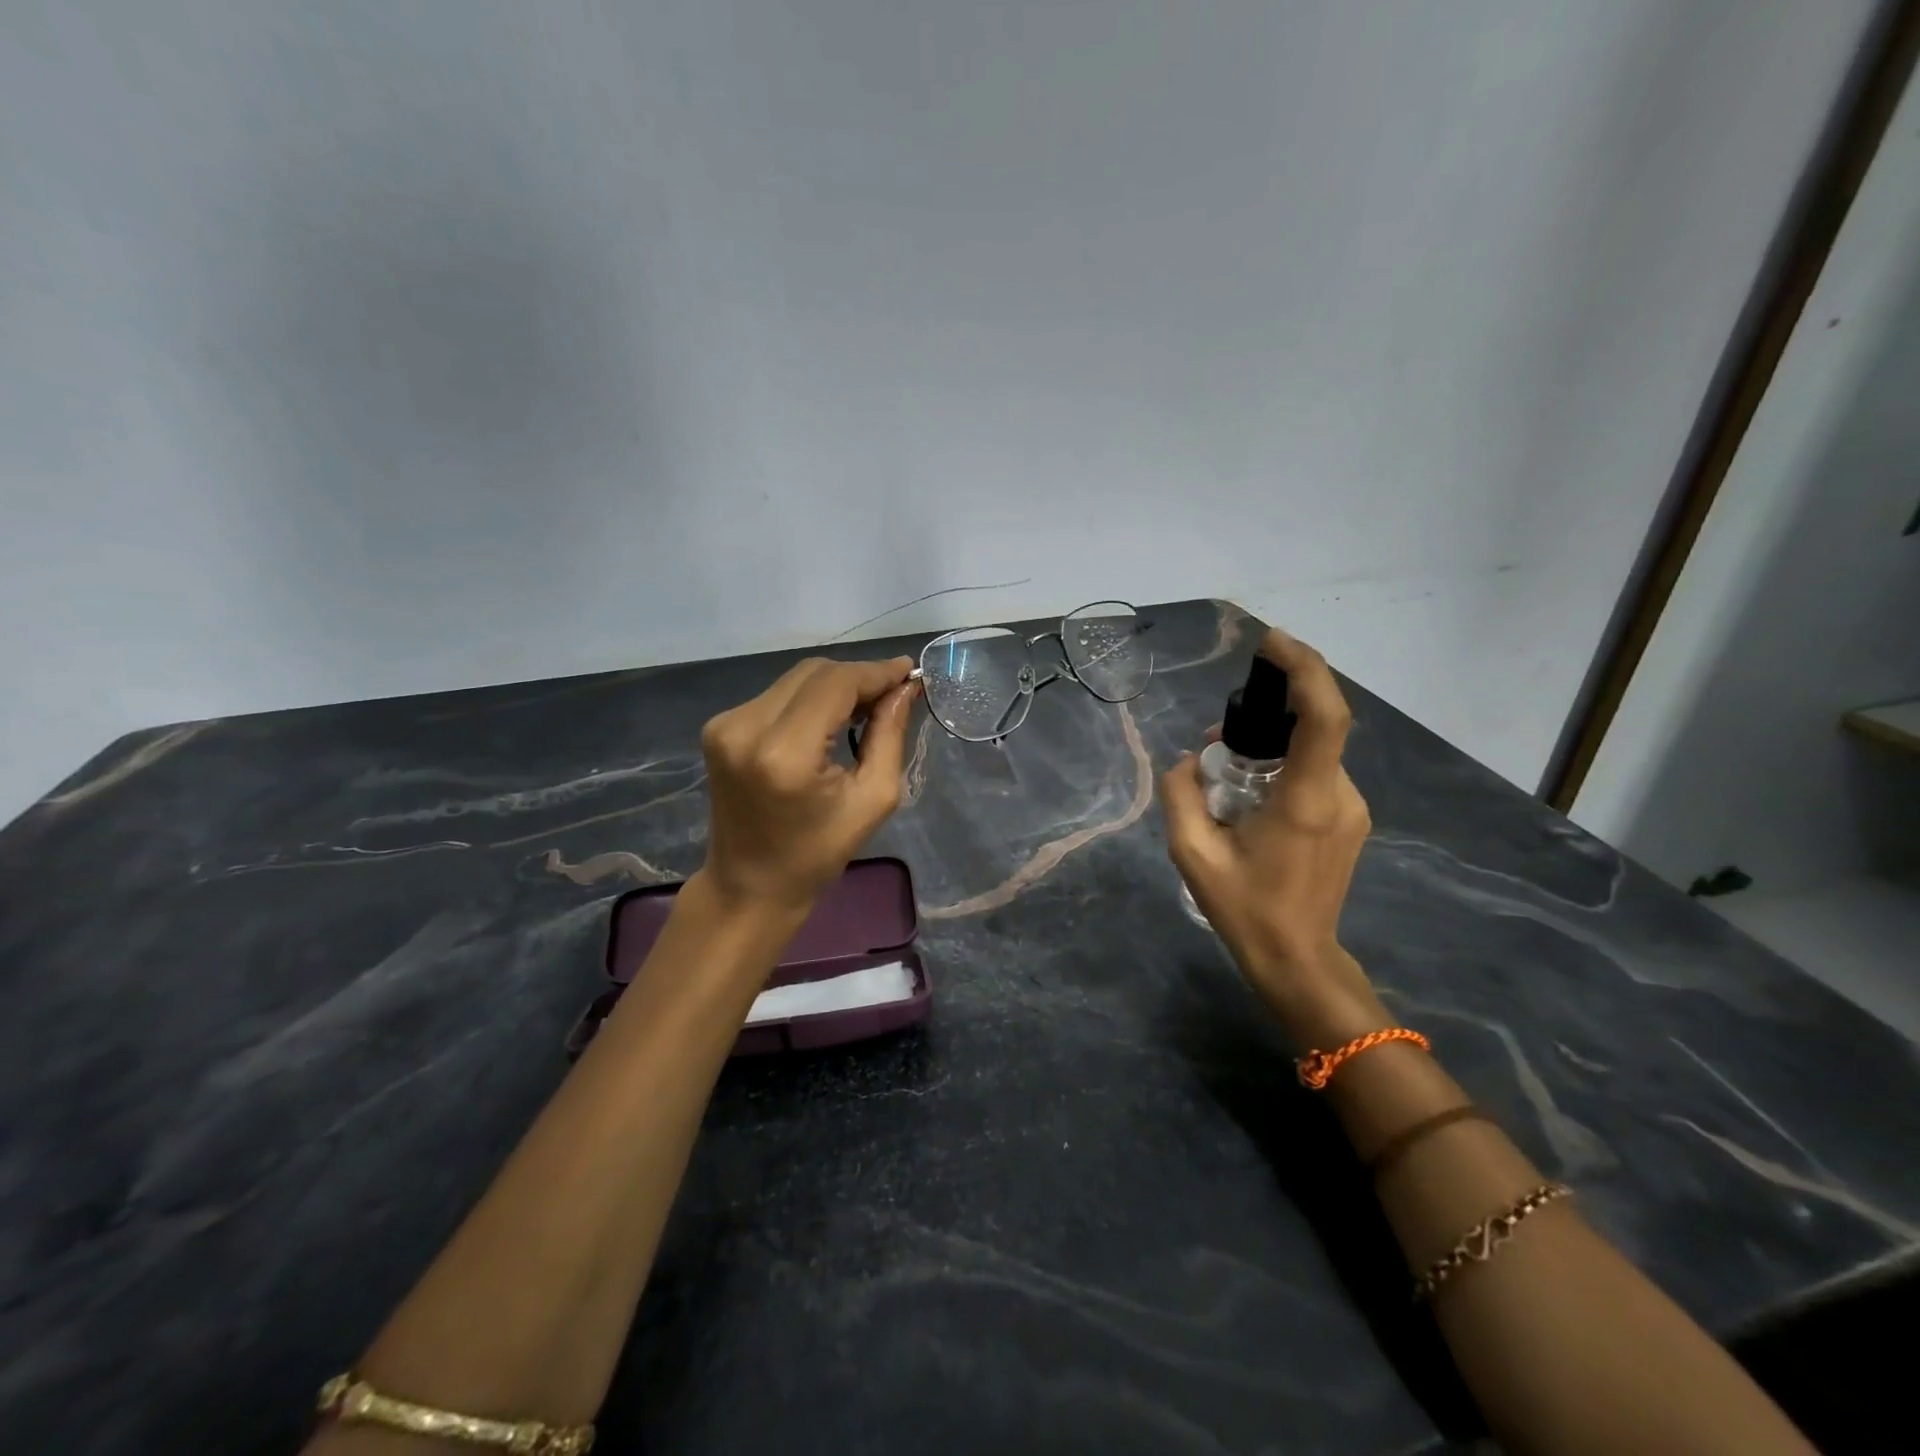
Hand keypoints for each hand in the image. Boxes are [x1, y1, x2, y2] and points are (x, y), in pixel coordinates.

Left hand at [698, 655, 920, 913]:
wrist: (748, 885)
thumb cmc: (817, 854)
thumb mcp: (873, 799)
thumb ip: (890, 734)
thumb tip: (906, 687)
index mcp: (786, 753)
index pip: (837, 683)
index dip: (876, 672)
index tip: (909, 672)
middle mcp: (747, 727)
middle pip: (815, 673)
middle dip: (859, 677)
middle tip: (892, 695)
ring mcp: (726, 724)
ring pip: (796, 679)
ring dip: (835, 686)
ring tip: (865, 708)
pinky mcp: (719, 727)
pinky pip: (777, 695)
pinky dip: (810, 699)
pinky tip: (830, 719)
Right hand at [1159, 628, 1385, 1042]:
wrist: (1298, 959)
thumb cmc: (1244, 910)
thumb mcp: (1192, 854)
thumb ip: (1181, 796)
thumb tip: (1188, 761)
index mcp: (1305, 800)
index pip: (1324, 717)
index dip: (1305, 670)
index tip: (1273, 644)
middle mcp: (1339, 795)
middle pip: (1312, 728)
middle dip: (1266, 716)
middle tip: (1216, 742)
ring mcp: (1351, 808)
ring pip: (1311, 752)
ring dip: (1270, 746)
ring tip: (1225, 776)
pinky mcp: (1350, 819)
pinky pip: (1315, 772)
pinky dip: (1282, 766)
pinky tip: (1251, 798)